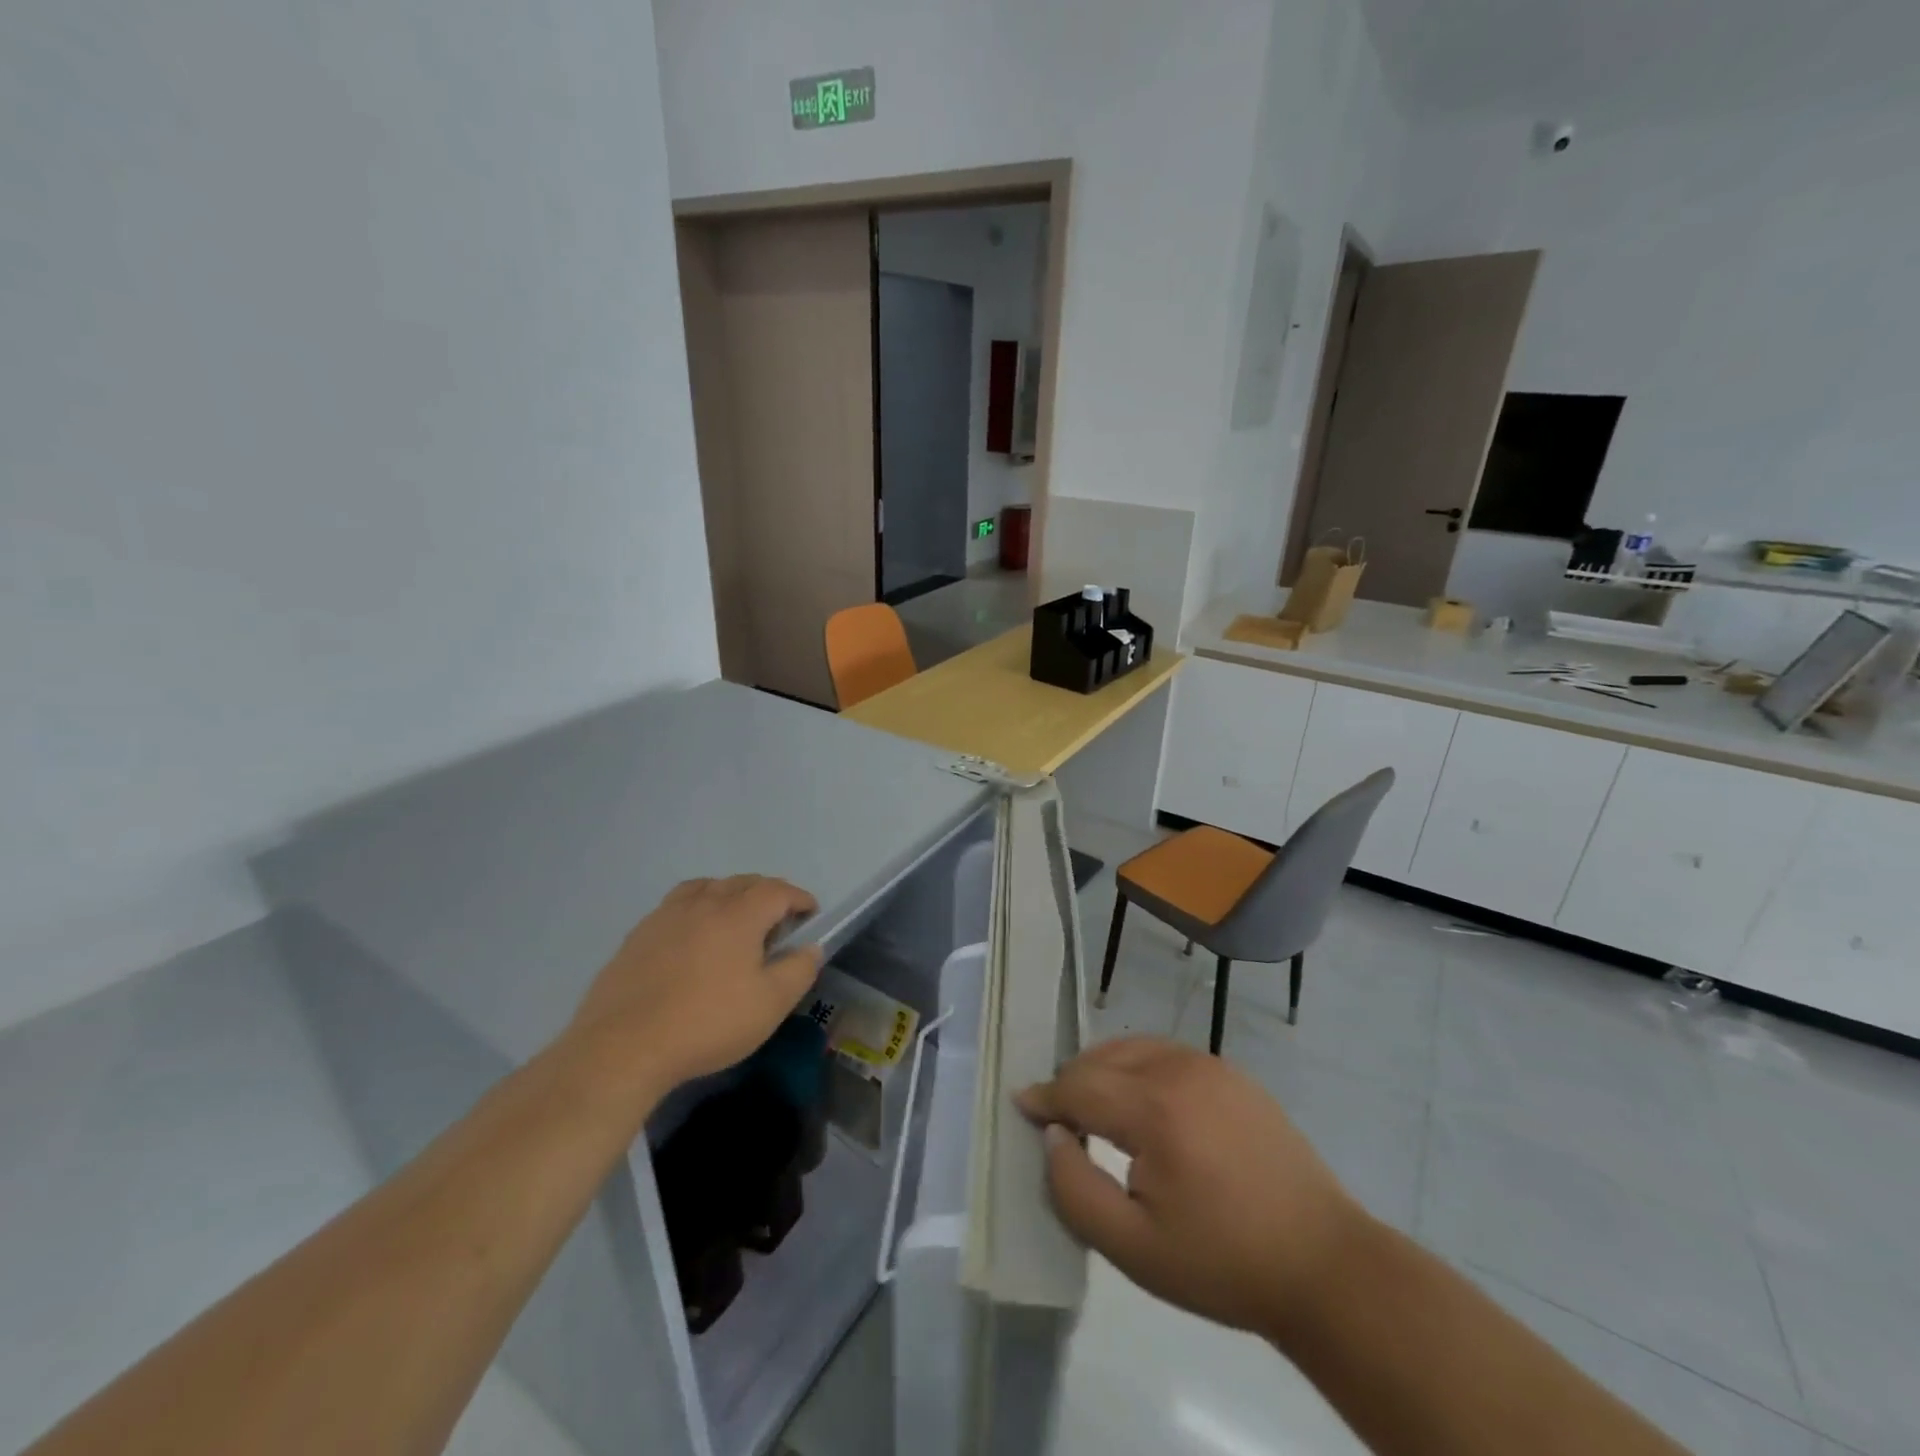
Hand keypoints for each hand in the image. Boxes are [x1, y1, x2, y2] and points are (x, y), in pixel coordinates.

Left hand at [568, 876, 821, 1107]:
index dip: (799, 899)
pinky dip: (696, 909)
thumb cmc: (707, 1023)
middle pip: (742, 882)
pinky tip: (693, 938)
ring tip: (735, 919)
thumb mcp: (770, 1004)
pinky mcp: (638, 935)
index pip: (778, 891)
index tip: (811, 914)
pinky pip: (676, 906)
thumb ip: (799, 969)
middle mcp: (703, 903)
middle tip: (779, 920)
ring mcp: (665, 916)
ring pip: (706, 888)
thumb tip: (810, 947)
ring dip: (729, 895)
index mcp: (739, 914)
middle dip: (767, 894)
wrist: (622, 1048)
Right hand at [1017, 1036, 1364, 1339]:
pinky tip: (1144, 1104)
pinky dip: (1139, 1068)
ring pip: (1134, 1049)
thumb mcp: (1133, 1249)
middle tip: (1059, 1119)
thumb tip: (1053, 1137)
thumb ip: (1075, 1189)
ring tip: (1096, 1109)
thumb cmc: (1223, 1263)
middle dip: (1073, 1083)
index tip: (1021, 1105)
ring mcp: (1211, 1065)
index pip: (1079, 1086)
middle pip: (1103, 1059)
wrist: (1323, 1264)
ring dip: (1104, 1071)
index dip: (1045, 1097)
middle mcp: (1179, 1069)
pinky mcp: (1233, 1073)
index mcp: (1154, 1108)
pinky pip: (1167, 1054)